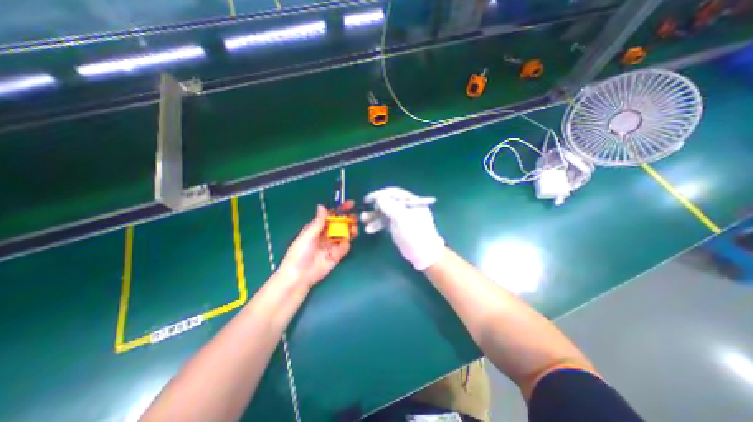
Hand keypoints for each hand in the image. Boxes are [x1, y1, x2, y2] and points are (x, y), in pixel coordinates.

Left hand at [278, 202, 356, 288]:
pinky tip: (343, 246)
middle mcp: (326, 234)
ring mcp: (332, 244)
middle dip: (348, 220)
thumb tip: (322, 206)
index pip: (331, 215)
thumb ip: (318, 222)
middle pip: (340, 224)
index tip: (350, 204)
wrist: (300, 276)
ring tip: (353, 230)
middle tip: (354, 219)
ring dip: (350, 231)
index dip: (340, 209)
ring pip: (345, 234)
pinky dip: (346, 245)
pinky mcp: (337, 255)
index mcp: (318, 228)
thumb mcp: (308, 236)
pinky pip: (345, 247)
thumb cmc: (299, 254)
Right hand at [361, 186, 441, 270]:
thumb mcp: (403, 219)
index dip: (380, 194)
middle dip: (375, 206)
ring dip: (374, 216)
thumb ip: (391, 207)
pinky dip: (377, 225)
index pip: (394, 193)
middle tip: (365, 209)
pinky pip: (385, 223)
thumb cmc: (415, 234)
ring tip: (363, 219)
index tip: (368, 199)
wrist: (423, 254)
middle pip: (388, 202)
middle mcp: (406, 207)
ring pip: (385, 213)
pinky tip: (369, 229)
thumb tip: (379, 197)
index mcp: (411, 201)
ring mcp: (402, 218)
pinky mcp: (398, 227)